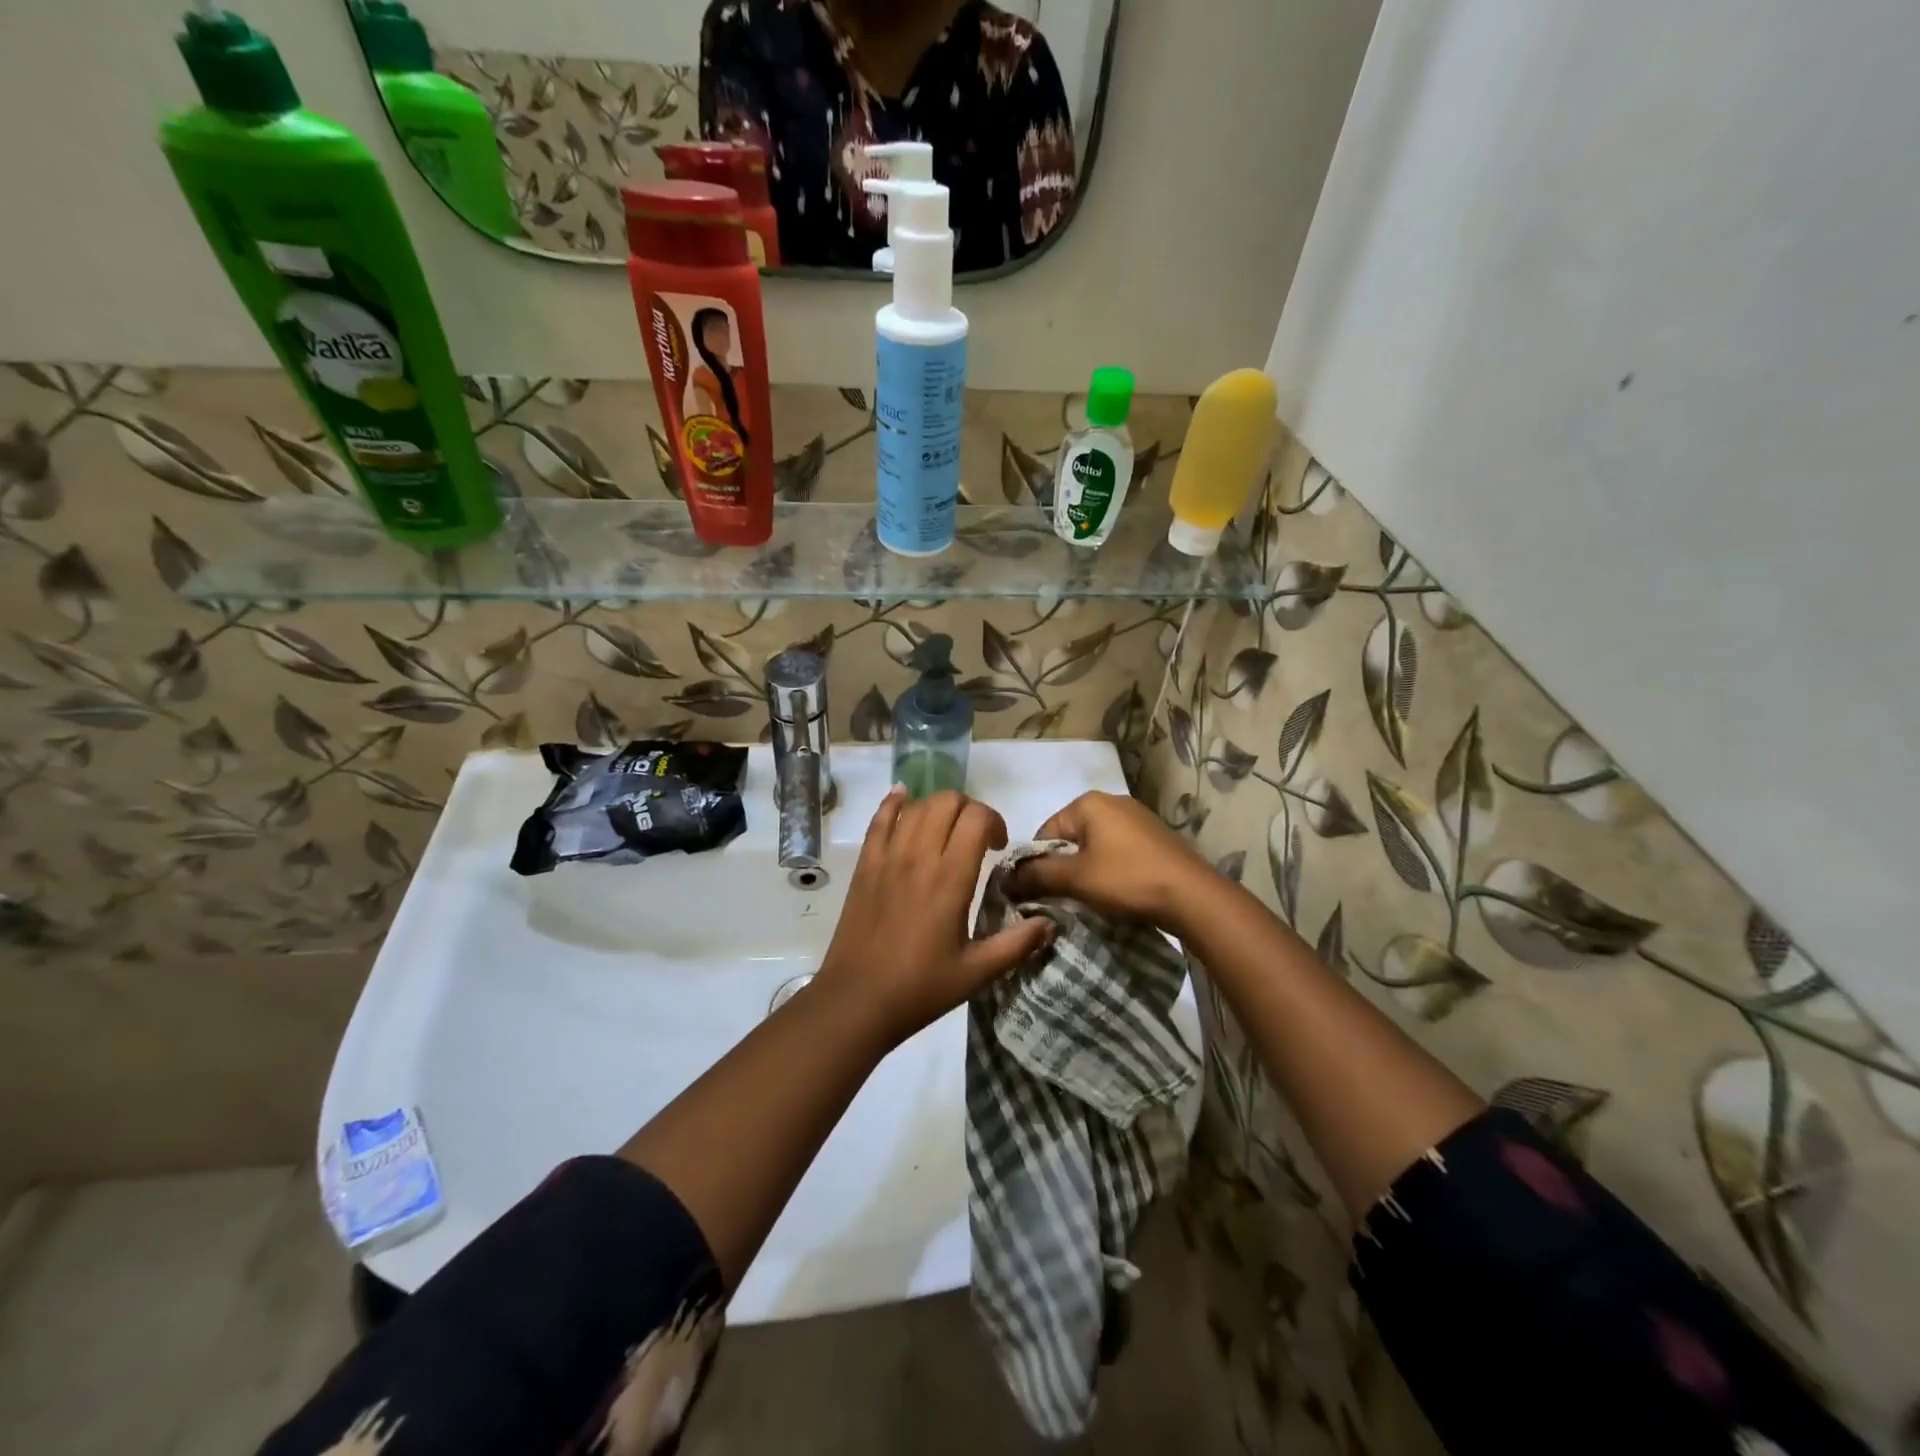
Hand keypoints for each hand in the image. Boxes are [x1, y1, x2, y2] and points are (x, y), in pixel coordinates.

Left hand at [812, 788, 1054, 1044]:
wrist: (857, 1001)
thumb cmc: (920, 988)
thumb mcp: (976, 973)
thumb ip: (1016, 944)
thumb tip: (1050, 923)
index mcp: (950, 879)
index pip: (976, 819)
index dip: (994, 821)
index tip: (999, 847)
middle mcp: (918, 857)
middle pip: (947, 802)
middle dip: (970, 809)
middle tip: (976, 838)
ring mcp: (887, 858)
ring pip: (916, 806)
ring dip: (938, 808)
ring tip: (947, 831)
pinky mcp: (865, 865)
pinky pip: (879, 820)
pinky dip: (894, 803)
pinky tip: (903, 798)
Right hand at [1002, 790, 1216, 931]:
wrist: (1192, 896)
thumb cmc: (1127, 880)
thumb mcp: (1075, 879)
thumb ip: (1037, 875)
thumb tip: (1004, 879)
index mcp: (1088, 803)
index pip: (1045, 832)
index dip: (1037, 864)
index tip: (1039, 893)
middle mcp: (1112, 801)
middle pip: (1070, 837)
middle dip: (1063, 867)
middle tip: (1064, 898)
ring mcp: (1137, 817)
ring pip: (1094, 846)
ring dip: (1086, 870)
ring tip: (1090, 898)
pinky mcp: (1155, 837)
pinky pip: (1118, 851)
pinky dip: (1110, 869)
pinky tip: (1117, 891)